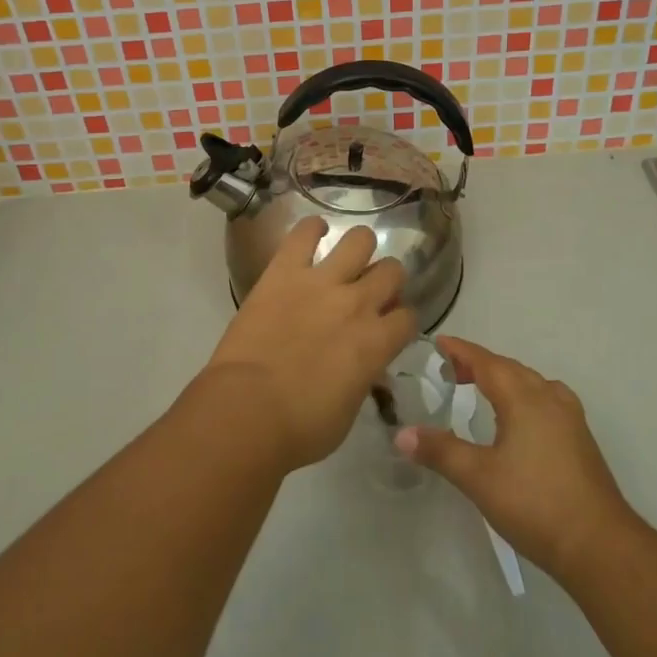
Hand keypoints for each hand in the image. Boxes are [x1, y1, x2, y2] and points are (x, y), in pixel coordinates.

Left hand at [202, 218, 416, 471]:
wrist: (247, 412)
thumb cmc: (300, 427)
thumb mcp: (349, 412)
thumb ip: (363, 379)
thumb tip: (365, 368)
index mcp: (377, 342)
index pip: (409, 317)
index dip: (400, 321)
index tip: (389, 327)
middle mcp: (358, 303)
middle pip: (392, 271)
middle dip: (387, 280)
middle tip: (369, 292)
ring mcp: (321, 282)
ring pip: (360, 240)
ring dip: (359, 248)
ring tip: (347, 258)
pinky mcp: (284, 271)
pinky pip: (304, 233)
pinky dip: (311, 229)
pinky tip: (313, 232)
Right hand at [394, 337, 632, 580]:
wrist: (600, 545)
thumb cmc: (535, 503)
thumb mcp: (478, 477)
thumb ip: (440, 451)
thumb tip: (401, 433)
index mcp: (523, 397)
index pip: (486, 362)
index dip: (461, 350)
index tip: (439, 342)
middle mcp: (548, 397)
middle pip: (509, 368)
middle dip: (479, 364)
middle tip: (451, 371)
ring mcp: (570, 418)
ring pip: (531, 383)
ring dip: (504, 379)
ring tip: (482, 390)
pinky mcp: (580, 439)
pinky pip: (546, 400)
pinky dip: (524, 396)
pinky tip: (520, 419)